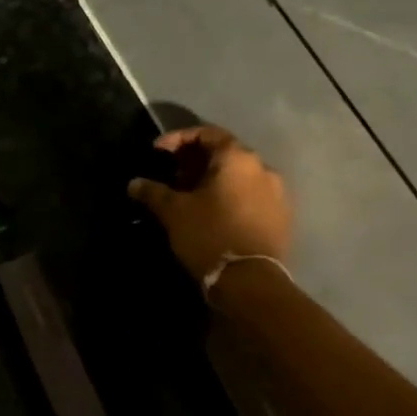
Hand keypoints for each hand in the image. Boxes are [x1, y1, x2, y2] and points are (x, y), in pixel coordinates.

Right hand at [127, 125, 292, 283]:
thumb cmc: (210, 235)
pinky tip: (213, 213)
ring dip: (214, 180)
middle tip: (173, 176)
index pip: (207, 133)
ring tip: (191, 196)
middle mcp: (263, 168)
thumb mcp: (174, 212)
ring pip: (239, 176)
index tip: (158, 152)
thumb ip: (153, 192)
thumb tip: (134, 183)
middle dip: (196, 161)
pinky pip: (252, 196)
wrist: (251, 282)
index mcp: (237, 158)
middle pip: (225, 153)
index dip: (179, 138)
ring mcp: (277, 193)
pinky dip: (231, 197)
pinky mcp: (282, 217)